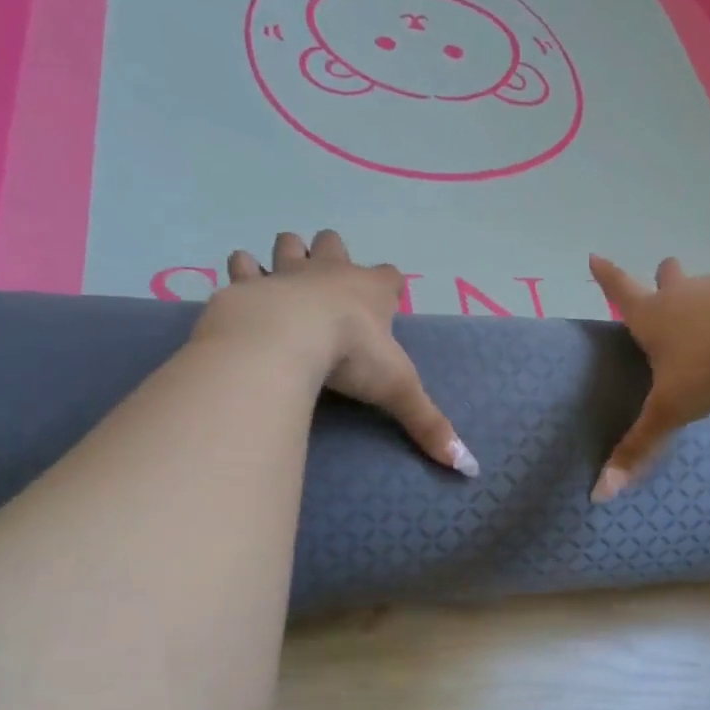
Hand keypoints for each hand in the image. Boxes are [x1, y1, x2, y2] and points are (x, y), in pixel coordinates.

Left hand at [202, 230, 478, 476]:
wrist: (286, 336)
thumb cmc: (351, 355)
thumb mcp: (398, 390)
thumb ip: (429, 423)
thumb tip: (466, 466)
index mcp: (371, 291)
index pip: (389, 276)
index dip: (389, 284)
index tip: (388, 297)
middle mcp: (330, 272)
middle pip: (333, 243)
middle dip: (332, 254)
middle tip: (326, 281)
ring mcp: (287, 273)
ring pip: (288, 244)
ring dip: (286, 254)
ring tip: (281, 277)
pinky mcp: (248, 284)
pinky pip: (243, 265)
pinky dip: (242, 272)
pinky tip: (242, 286)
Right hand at [588, 255, 709, 501]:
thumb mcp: (670, 410)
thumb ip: (638, 448)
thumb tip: (599, 494)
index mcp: (653, 316)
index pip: (620, 290)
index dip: (605, 276)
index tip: (594, 255)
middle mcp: (683, 295)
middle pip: (668, 278)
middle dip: (663, 276)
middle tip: (664, 274)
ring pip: (708, 292)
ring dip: (707, 306)